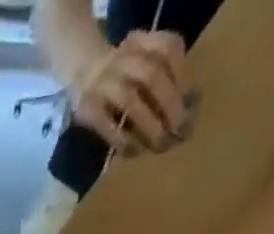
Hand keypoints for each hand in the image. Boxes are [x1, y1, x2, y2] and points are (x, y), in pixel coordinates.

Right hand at [70, 30, 191, 154]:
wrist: (82, 74)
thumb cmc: (123, 76)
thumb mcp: (144, 63)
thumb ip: (165, 79)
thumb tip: (189, 109)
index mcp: (142, 40)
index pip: (169, 49)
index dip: (182, 76)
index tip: (191, 101)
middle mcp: (123, 57)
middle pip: (152, 77)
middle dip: (170, 106)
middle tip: (180, 132)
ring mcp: (103, 83)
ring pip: (130, 102)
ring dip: (149, 126)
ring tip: (160, 145)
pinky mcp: (88, 109)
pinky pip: (108, 127)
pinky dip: (124, 141)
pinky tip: (135, 152)